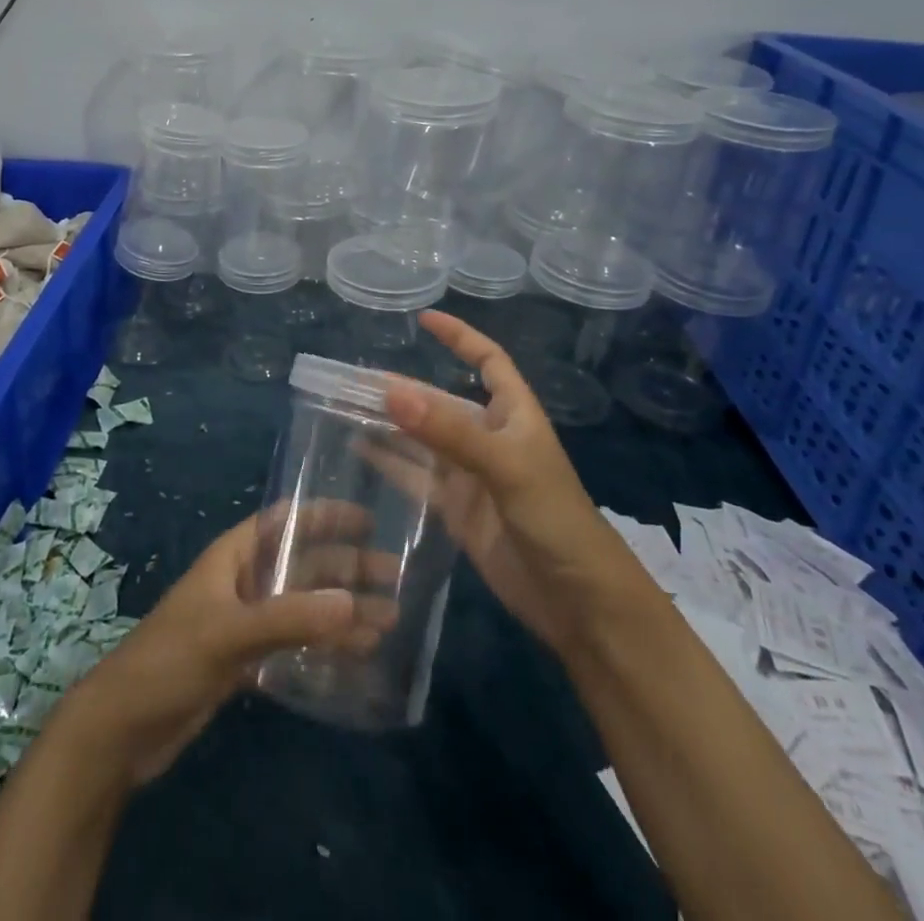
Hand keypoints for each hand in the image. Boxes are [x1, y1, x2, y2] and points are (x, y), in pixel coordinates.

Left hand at [66, 513, 378, 785]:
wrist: (123, 729)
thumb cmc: (170, 660)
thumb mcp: (229, 633)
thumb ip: (291, 619)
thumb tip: (356, 604)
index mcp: (232, 556)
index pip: (283, 521)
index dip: (323, 514)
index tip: (367, 518)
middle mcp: (242, 581)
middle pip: (302, 565)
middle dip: (346, 569)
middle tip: (394, 577)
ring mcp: (244, 622)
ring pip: (303, 606)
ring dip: (342, 612)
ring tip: (389, 621)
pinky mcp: (245, 661)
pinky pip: (295, 643)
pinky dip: (324, 646)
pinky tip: (356, 656)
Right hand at [379, 310, 615, 656]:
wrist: (578, 602)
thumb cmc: (555, 519)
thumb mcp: (506, 468)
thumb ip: (449, 432)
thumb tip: (392, 393)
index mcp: (514, 414)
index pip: (487, 361)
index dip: (460, 337)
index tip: (424, 320)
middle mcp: (490, 437)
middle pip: (442, 401)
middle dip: (405, 388)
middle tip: (354, 379)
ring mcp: (471, 475)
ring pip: (424, 438)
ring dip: (391, 424)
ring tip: (346, 407)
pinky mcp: (456, 509)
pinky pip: (417, 477)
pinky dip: (390, 462)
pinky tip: (360, 449)